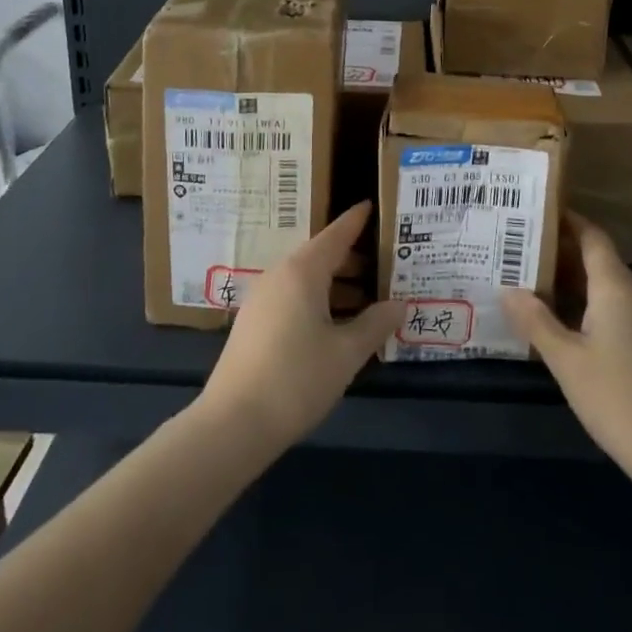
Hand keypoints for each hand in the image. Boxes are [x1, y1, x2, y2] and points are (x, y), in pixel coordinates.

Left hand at [198, 202, 400, 452]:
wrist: (232, 425)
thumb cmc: (296, 380)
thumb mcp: (346, 353)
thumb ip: (375, 324)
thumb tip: (399, 304)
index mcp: (303, 271)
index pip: (336, 235)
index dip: (355, 221)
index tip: (371, 205)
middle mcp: (279, 276)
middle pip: (321, 255)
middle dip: (352, 259)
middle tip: (385, 264)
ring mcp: (262, 300)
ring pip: (306, 279)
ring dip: (336, 284)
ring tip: (367, 299)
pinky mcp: (253, 324)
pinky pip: (292, 297)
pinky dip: (318, 300)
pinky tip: (335, 325)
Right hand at [501, 212, 631, 485]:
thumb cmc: (617, 398)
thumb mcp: (566, 360)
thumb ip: (535, 321)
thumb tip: (507, 289)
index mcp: (616, 287)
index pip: (592, 236)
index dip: (567, 221)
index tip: (536, 213)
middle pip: (598, 258)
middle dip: (561, 251)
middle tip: (520, 249)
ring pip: (606, 286)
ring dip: (573, 280)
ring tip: (532, 281)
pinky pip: (615, 308)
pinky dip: (588, 304)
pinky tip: (563, 322)